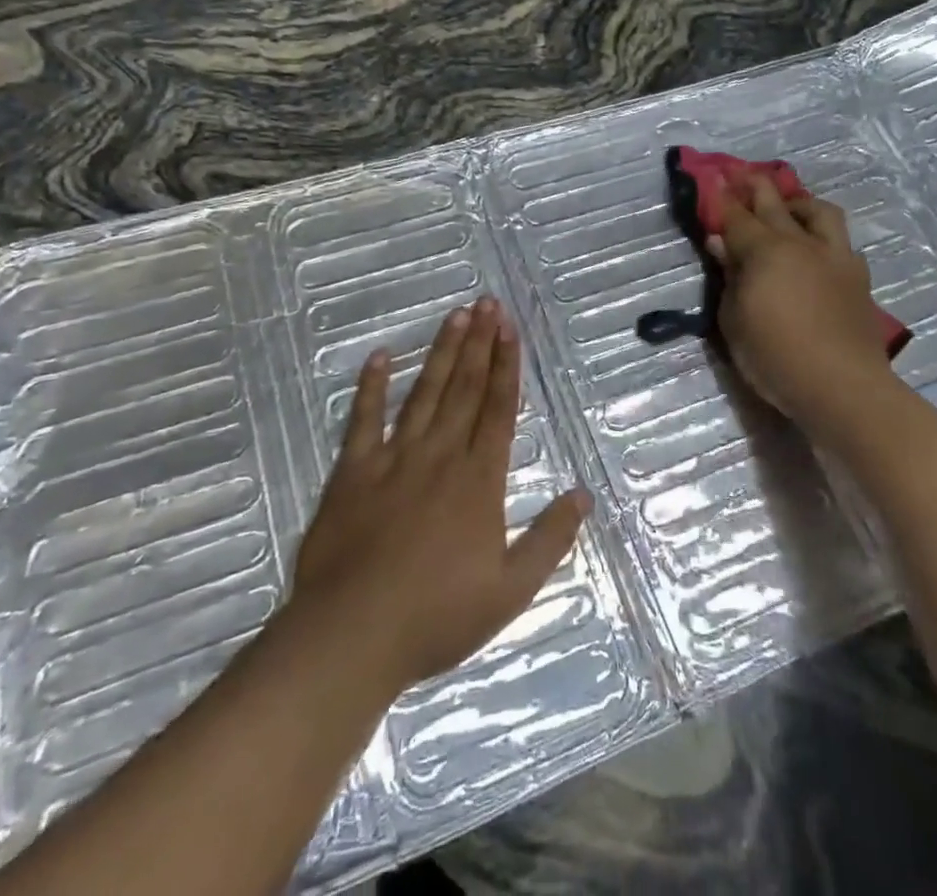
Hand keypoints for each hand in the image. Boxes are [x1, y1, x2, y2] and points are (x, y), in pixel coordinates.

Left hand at [287, 297, 590, 700]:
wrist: (353, 634)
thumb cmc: (437, 615)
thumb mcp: (511, 590)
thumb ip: (550, 539)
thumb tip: (583, 496)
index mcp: (479, 479)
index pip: (499, 408)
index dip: (507, 364)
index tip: (510, 328)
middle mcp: (440, 455)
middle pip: (465, 388)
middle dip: (479, 342)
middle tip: (487, 303)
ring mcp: (394, 458)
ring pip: (424, 393)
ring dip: (442, 352)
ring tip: (455, 315)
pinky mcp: (353, 471)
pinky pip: (364, 419)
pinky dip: (372, 386)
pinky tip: (380, 356)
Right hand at [710, 177, 902, 446]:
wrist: (842, 386)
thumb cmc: (775, 356)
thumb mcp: (734, 320)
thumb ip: (729, 276)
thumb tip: (720, 243)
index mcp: (765, 251)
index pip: (737, 215)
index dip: (722, 196)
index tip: (713, 178)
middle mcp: (800, 243)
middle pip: (775, 202)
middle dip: (755, 185)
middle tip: (742, 175)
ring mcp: (834, 256)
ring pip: (819, 211)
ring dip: (799, 203)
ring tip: (788, 209)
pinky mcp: (857, 276)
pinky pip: (841, 242)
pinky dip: (825, 237)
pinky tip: (818, 250)